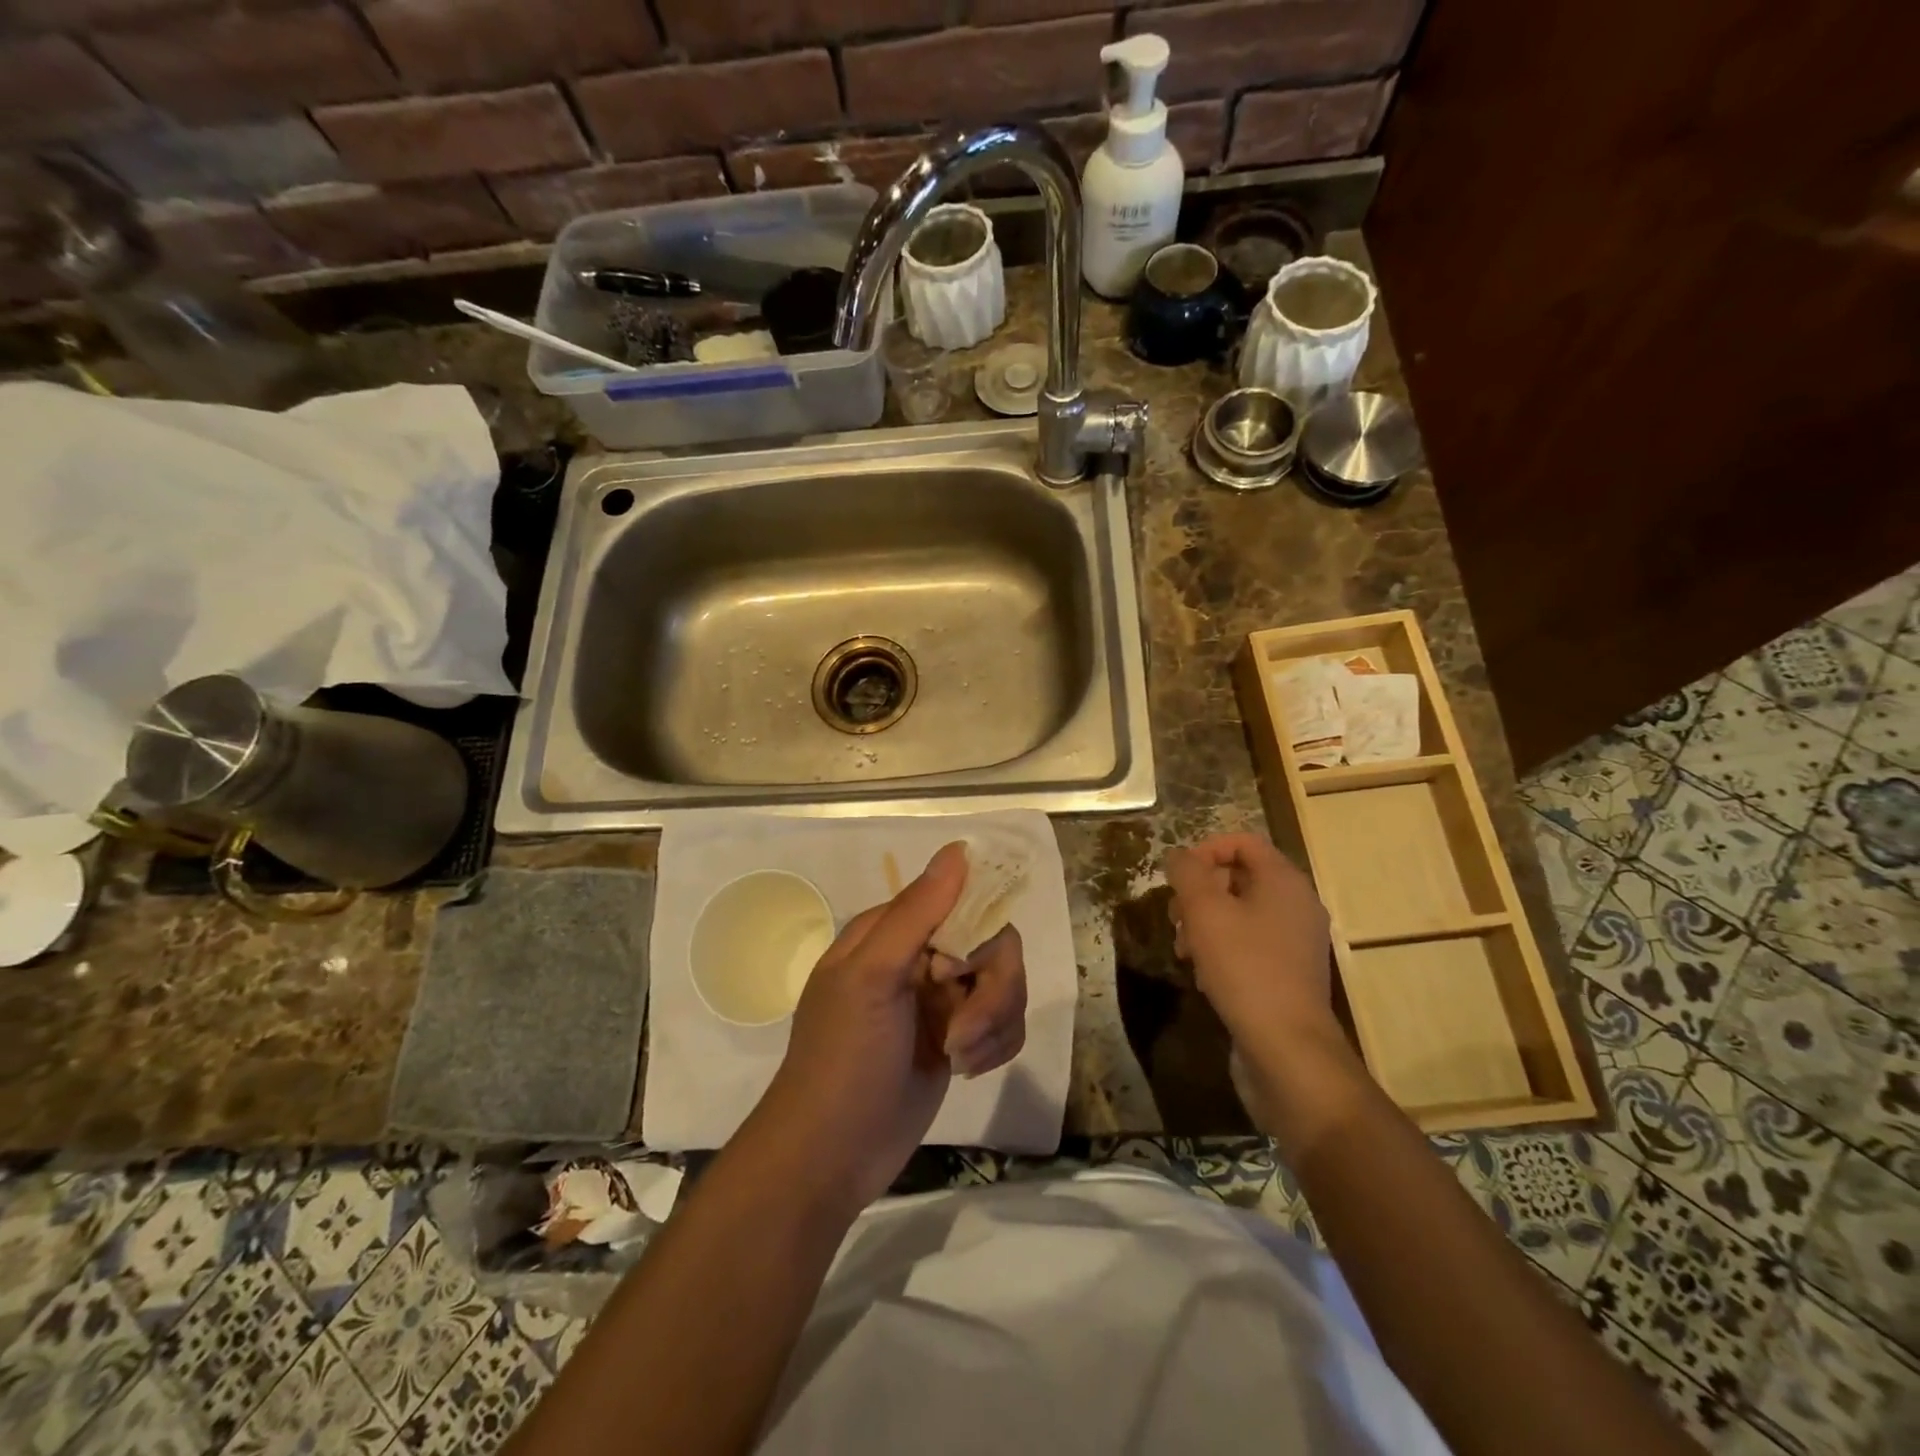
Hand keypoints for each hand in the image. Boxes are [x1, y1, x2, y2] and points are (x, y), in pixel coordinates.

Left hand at [760, 843, 1027, 1211]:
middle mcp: (921, 958)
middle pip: (994, 945)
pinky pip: (1005, 1023)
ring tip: (959, 1059)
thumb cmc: (843, 1058)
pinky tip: (966, 1070)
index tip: (958, 973)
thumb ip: (917, 912)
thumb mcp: (871, 977)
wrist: (832, 1156)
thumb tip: (960, 849)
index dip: (975, 933)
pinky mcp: (959, 1039)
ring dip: (993, 1025)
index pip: (962, 901)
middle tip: (962, 1034)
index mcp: (893, 931)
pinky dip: (996, 1046)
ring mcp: (942, 1000)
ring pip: (1006, 985)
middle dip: (991, 992)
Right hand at [1165, 833, 1337, 1053]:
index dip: (1205, 850)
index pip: (1243, 842)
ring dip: (1205, 924)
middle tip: (1175, 918)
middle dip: (1199, 893)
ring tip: (1184, 951)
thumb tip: (1179, 857)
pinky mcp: (1288, 972)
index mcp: (1284, 881)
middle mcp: (1296, 904)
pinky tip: (1204, 976)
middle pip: (1239, 878)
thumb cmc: (1245, 968)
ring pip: (1239, 913)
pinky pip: (1249, 944)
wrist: (1288, 1047)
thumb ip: (1187, 873)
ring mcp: (1295, 941)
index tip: (1177, 876)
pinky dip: (1222, 950)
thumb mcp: (1205, 911)